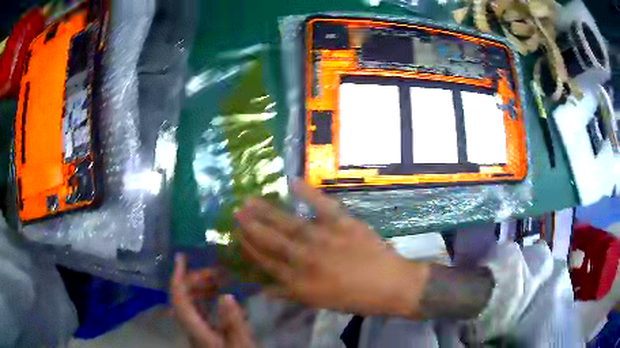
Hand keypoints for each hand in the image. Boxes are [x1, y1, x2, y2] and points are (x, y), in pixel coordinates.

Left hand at [171, 254, 254, 347]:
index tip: (181, 257)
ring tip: (218, 279)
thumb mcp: (241, 343)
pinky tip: (218, 296)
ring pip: (189, 303)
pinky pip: (198, 310)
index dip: (178, 277)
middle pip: (182, 298)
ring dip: (200, 288)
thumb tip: (227, 295)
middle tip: (215, 271)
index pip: (179, 299)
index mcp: (197, 330)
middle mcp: (191, 328)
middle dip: (194, 280)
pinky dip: (205, 298)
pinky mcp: (203, 332)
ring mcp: (196, 330)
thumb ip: (234, 322)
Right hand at [235, 179, 428, 316]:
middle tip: (236, 211)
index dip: (249, 248)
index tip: (237, 235)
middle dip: (251, 226)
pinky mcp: (344, 224)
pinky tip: (292, 181)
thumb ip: (289, 294)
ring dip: (267, 212)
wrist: (390, 286)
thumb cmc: (354, 298)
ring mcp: (324, 239)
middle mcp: (306, 259)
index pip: (266, 262)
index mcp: (300, 281)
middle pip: (272, 241)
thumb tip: (264, 289)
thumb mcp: (318, 303)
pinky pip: (323, 206)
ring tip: (250, 200)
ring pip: (289, 224)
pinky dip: (308, 193)